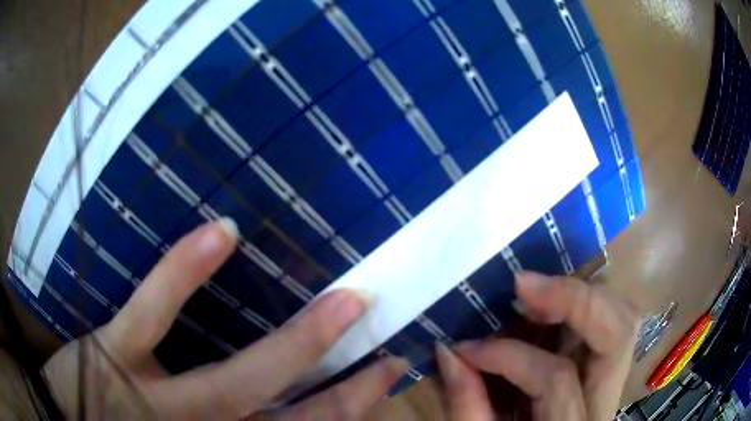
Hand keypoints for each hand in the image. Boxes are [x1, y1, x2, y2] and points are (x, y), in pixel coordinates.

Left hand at [43, 219, 407, 419]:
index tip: (385, 370)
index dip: (353, 406)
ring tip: (345, 298)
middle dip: (348, 381)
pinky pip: (152, 313)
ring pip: (241, 377)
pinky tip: (223, 233)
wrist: (67, 418)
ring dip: (299, 341)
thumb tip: (274, 407)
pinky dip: (184, 275)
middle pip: (293, 412)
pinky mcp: (115, 354)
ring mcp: (159, 397)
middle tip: (385, 332)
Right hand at [436, 272, 638, 419]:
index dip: (509, 356)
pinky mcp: (608, 366)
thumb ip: (467, 404)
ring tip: (536, 291)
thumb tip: (449, 350)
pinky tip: (552, 302)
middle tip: (522, 285)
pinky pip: (610, 320)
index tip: (466, 348)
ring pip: (623, 316)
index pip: (556, 377)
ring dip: (582, 294)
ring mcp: (614, 378)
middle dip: (575, 299)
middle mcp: (607, 398)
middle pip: (619, 332)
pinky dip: (583, 304)